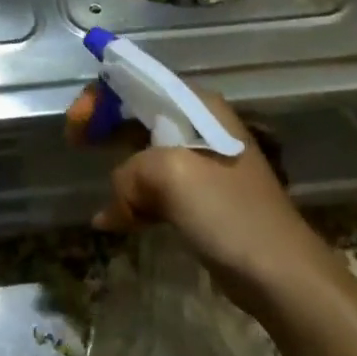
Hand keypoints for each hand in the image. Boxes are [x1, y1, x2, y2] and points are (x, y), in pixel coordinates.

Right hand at [65, 85, 324, 317]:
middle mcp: (199, 124)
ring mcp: (201, 162)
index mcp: (197, 106)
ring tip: (99, 187)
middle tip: (74, 141)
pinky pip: (155, 185)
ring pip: (143, 150)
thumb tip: (119, 200)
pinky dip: (132, 197)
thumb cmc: (228, 212)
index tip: (76, 124)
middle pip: (137, 110)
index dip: (101, 95)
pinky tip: (113, 221)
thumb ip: (129, 173)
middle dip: (103, 123)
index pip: (138, 80)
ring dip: (117, 166)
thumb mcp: (170, 176)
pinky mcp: (201, 197)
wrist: (282, 275)